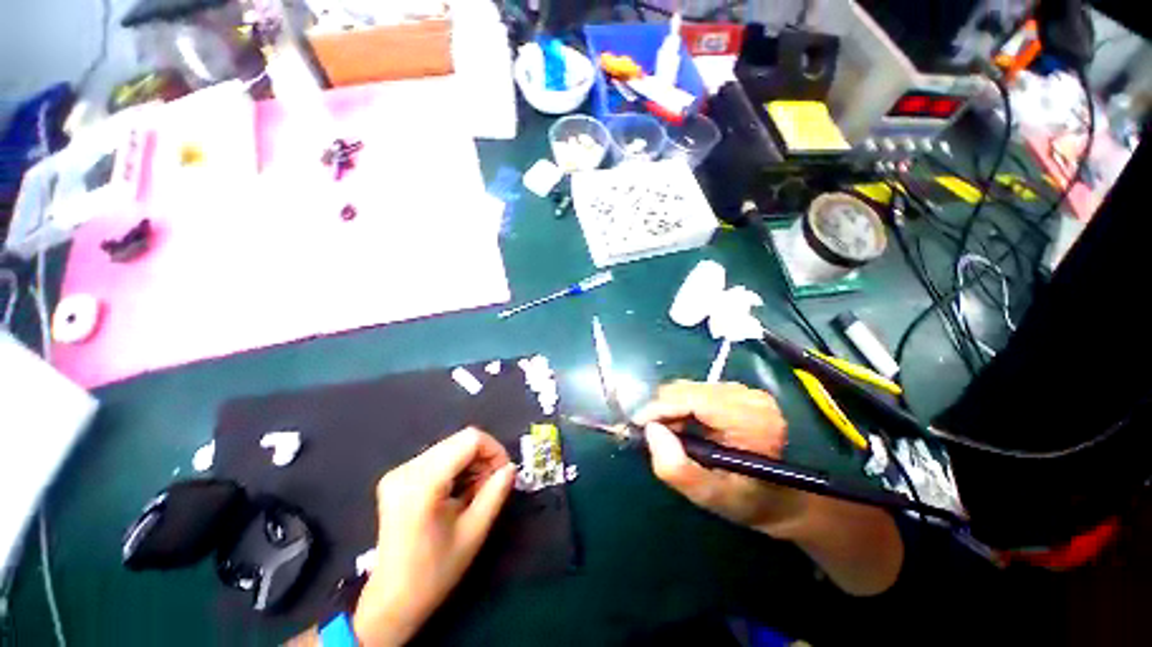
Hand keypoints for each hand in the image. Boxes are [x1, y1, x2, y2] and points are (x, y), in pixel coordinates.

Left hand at [353, 428, 515, 645]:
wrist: (391, 600)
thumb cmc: (434, 572)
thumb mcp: (474, 532)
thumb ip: (495, 493)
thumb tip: (510, 468)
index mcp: (424, 482)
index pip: (470, 439)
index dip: (494, 450)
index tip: (503, 473)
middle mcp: (407, 469)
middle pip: (460, 440)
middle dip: (483, 457)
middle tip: (491, 485)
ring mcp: (399, 471)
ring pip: (450, 446)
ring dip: (470, 463)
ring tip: (474, 492)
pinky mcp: (397, 477)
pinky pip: (438, 457)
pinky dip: (456, 468)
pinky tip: (458, 492)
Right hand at [634, 381, 807, 538]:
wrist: (782, 498)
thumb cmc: (747, 501)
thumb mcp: (710, 496)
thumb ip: (677, 468)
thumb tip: (651, 429)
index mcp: (751, 420)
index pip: (693, 399)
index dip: (660, 407)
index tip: (637, 424)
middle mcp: (750, 397)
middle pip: (688, 389)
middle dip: (664, 410)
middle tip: (656, 436)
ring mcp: (744, 390)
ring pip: (689, 388)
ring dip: (672, 408)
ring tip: (672, 434)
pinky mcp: (737, 391)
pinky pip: (696, 390)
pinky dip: (682, 406)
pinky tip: (685, 426)